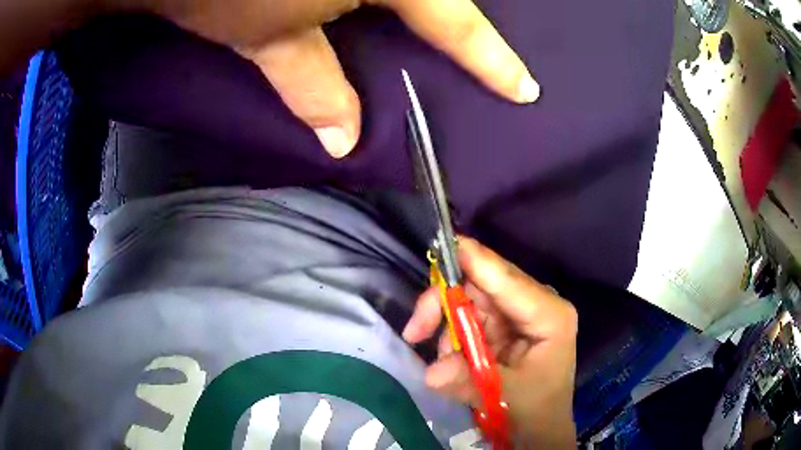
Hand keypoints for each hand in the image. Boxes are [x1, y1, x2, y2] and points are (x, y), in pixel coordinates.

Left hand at [131, 0, 539, 156]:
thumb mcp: (268, 38)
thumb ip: (314, 85)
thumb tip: (344, 141)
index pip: (457, 23)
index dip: (494, 61)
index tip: (526, 89)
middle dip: (462, 29)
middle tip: (481, 60)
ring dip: (429, 12)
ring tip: (436, 37)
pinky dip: (388, 5)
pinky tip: (376, 14)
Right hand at [403, 237, 576, 447]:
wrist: (539, 424)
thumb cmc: (536, 407)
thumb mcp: (507, 395)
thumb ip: (469, 381)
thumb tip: (431, 372)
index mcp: (549, 314)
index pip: (509, 281)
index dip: (476, 261)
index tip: (446, 244)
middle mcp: (533, 304)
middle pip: (482, 284)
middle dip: (445, 302)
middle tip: (417, 330)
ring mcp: (515, 313)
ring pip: (469, 298)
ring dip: (445, 324)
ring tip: (442, 358)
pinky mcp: (501, 324)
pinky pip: (467, 317)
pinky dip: (451, 334)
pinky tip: (451, 358)